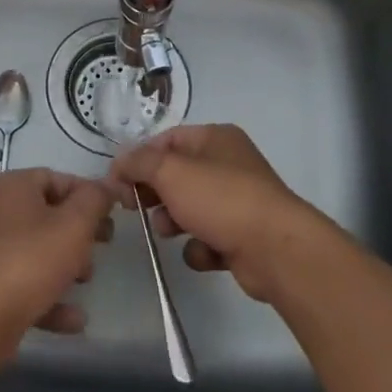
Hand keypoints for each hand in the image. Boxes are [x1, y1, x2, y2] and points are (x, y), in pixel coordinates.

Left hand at [0, 168, 114, 355]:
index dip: (88, 194)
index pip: (58, 178)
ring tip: (87, 280)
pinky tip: (76, 319)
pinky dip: (51, 298)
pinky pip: (28, 286)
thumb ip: (94, 201)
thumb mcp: (73, 225)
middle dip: (80, 232)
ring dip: (67, 266)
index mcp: (13, 187)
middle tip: (105, 245)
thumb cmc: (28, 261)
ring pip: (39, 252)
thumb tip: (107, 185)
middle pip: (49, 215)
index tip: (113, 214)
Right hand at [106, 124, 331, 302]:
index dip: (139, 158)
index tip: (116, 181)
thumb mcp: (170, 172)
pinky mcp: (242, 237)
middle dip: (153, 192)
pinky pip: (208, 238)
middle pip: (176, 175)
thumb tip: (119, 163)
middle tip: (132, 207)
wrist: (275, 250)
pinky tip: (204, 253)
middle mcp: (228, 164)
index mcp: (216, 138)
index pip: (167, 140)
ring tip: (168, 231)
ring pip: (190, 208)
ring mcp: (238, 202)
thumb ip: (139, 163)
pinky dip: (200, 247)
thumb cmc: (220, 199)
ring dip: (172, 221)